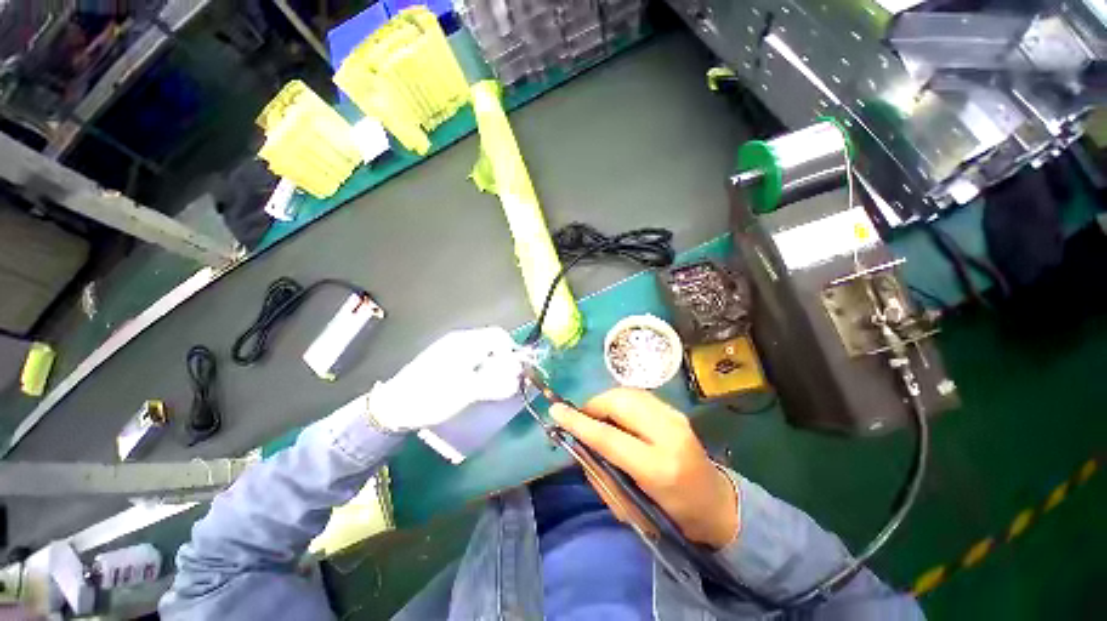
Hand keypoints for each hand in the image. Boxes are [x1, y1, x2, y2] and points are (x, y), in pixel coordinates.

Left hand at [368, 327, 522, 431]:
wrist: (394, 407)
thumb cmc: (431, 396)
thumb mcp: (467, 392)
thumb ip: (495, 383)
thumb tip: (517, 377)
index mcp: (465, 342)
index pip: (499, 336)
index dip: (510, 352)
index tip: (511, 372)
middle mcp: (460, 341)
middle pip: (492, 344)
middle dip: (502, 362)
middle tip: (502, 383)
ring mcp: (452, 350)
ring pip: (483, 353)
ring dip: (492, 368)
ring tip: (489, 388)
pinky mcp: (447, 361)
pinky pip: (472, 360)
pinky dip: (480, 371)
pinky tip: (475, 386)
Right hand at [551, 388, 738, 549]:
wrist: (714, 504)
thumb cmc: (671, 516)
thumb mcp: (629, 507)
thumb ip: (600, 473)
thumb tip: (578, 444)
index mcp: (659, 468)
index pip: (608, 437)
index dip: (579, 422)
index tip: (556, 410)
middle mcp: (670, 433)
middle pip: (619, 403)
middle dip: (593, 406)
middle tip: (581, 419)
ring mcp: (675, 417)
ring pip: (627, 393)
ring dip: (605, 402)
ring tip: (597, 418)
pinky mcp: (675, 410)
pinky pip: (637, 395)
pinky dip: (620, 401)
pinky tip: (617, 416)